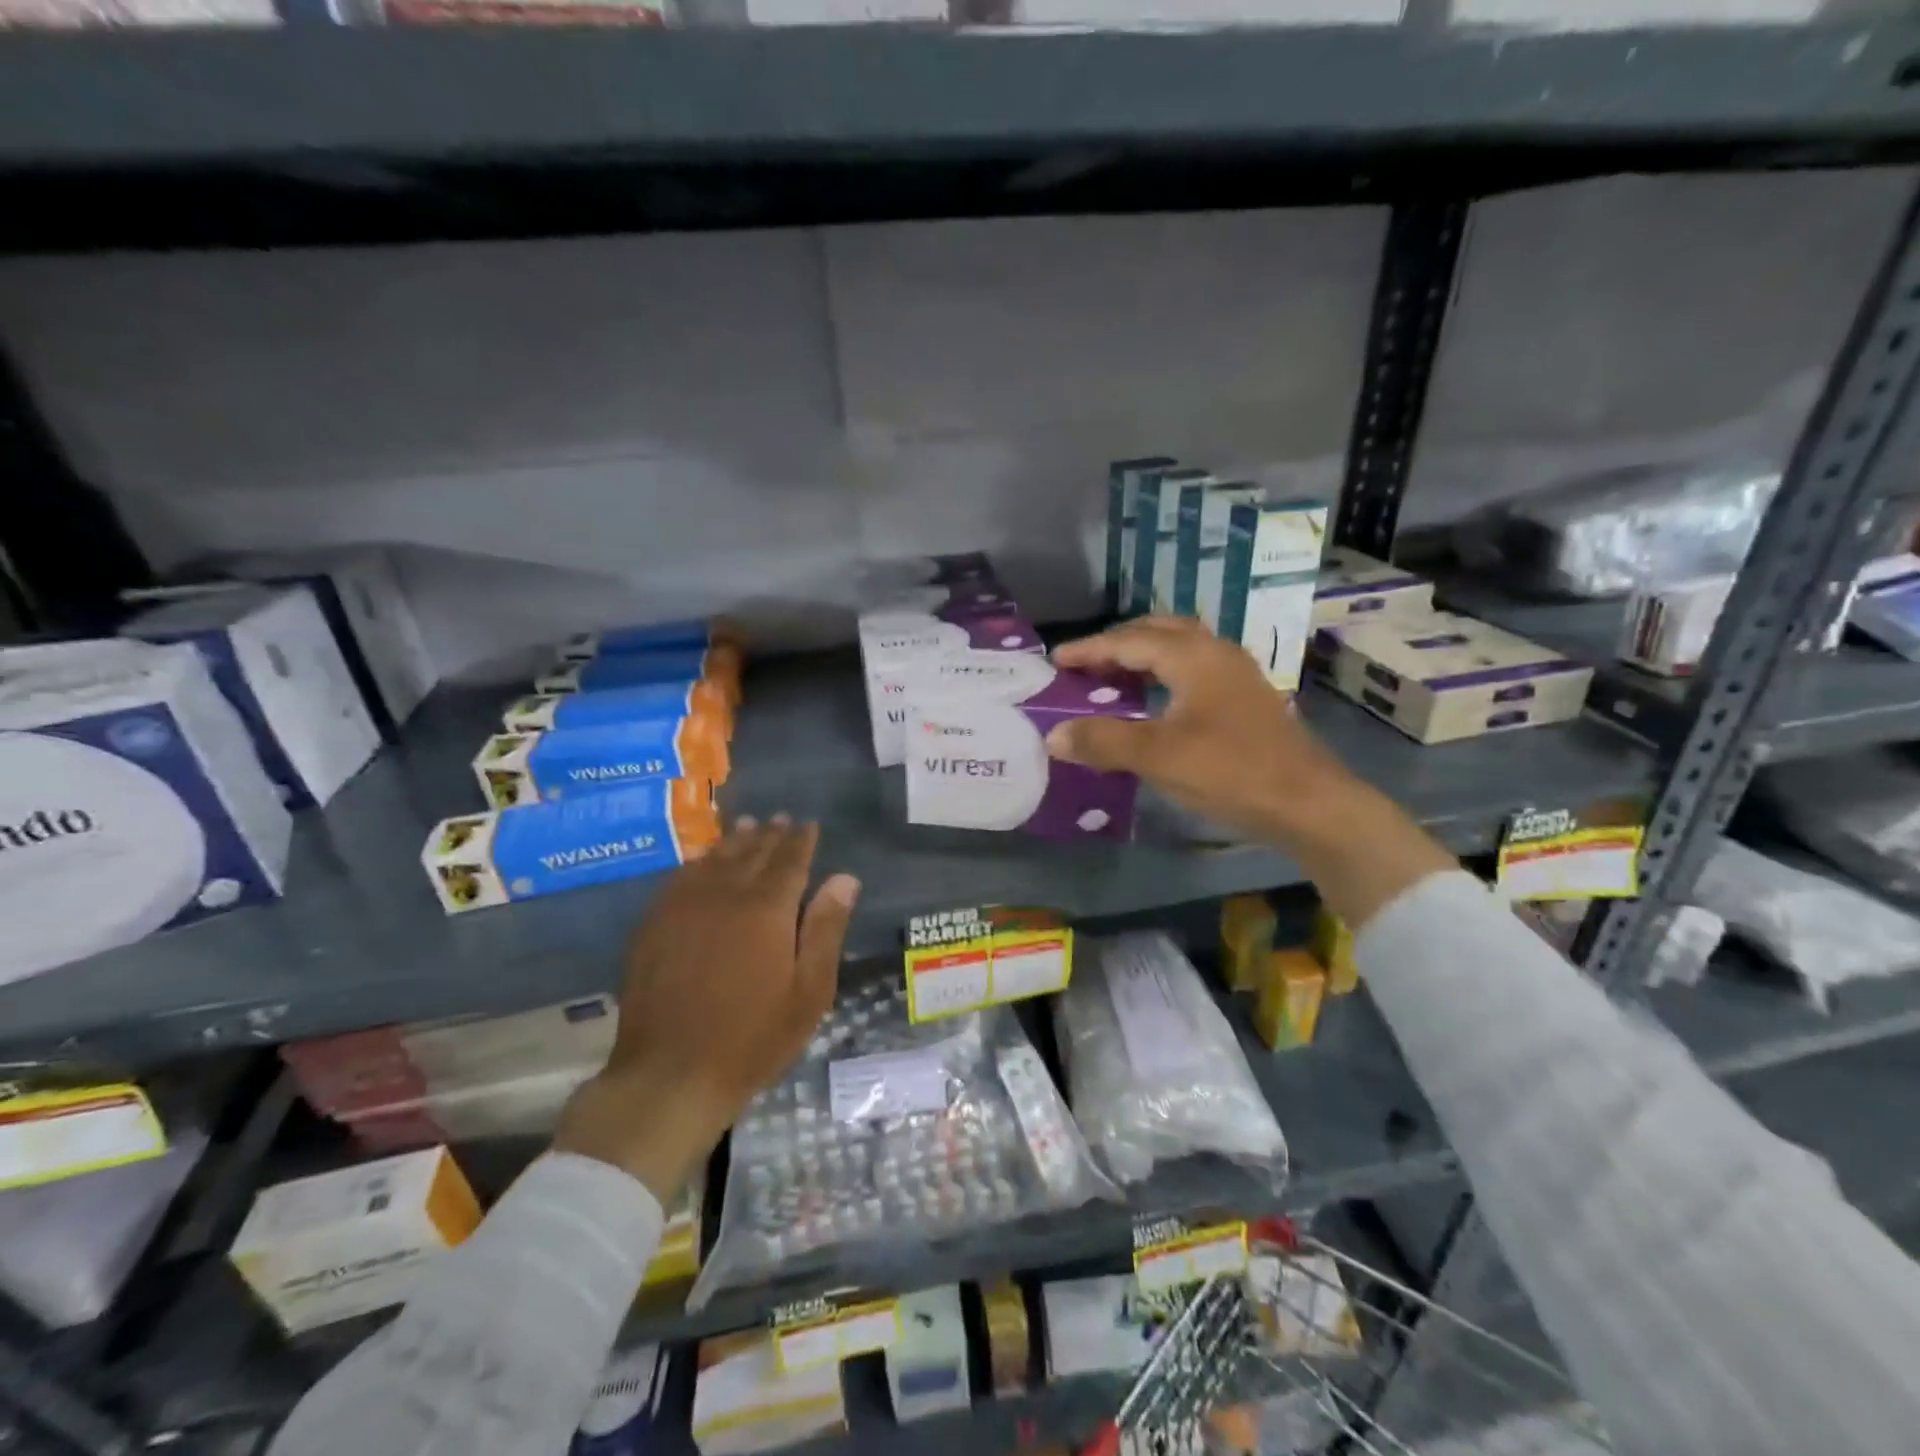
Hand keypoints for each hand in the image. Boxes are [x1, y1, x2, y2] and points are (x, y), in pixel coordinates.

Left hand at [553, 816, 859, 1199]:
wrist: (670, 1075)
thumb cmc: (753, 1038)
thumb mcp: (808, 991)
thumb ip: (826, 929)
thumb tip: (845, 878)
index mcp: (767, 908)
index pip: (789, 860)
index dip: (801, 840)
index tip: (808, 824)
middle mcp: (724, 895)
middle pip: (751, 853)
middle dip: (770, 834)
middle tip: (781, 819)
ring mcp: (683, 908)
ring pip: (714, 860)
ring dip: (734, 841)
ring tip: (747, 826)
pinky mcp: (654, 926)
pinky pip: (679, 879)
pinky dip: (697, 862)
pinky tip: (701, 861)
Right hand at [1046, 615, 1351, 843]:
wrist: (1309, 804)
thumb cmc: (1231, 772)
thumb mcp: (1158, 757)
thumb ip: (1103, 741)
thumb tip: (1054, 734)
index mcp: (1194, 656)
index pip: (1130, 641)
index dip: (1090, 649)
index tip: (1056, 659)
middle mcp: (1216, 653)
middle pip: (1159, 632)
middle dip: (1118, 643)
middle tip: (1085, 664)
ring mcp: (1237, 675)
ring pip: (1181, 649)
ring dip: (1144, 657)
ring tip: (1113, 678)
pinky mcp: (1246, 700)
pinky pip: (1194, 670)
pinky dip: (1165, 675)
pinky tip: (1156, 702)